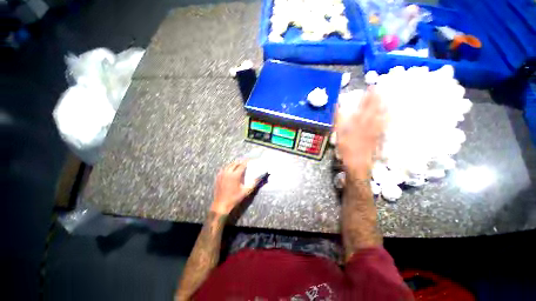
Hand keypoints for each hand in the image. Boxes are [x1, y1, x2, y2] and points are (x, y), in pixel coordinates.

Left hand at [211, 160, 257, 214]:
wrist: (221, 204)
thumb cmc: (234, 198)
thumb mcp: (245, 191)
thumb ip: (253, 183)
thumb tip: (259, 178)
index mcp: (235, 175)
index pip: (242, 165)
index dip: (246, 162)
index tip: (249, 160)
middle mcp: (228, 172)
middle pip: (235, 163)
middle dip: (240, 162)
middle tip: (245, 163)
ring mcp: (222, 174)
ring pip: (229, 165)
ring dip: (234, 164)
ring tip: (239, 165)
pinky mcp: (218, 177)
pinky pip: (224, 169)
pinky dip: (228, 167)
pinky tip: (231, 170)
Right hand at [335, 87, 385, 178]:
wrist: (357, 162)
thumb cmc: (345, 147)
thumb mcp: (339, 133)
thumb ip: (339, 118)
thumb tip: (338, 106)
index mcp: (358, 121)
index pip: (364, 106)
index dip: (368, 96)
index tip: (371, 87)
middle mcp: (369, 123)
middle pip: (374, 108)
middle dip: (377, 97)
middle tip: (380, 88)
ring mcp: (376, 129)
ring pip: (381, 114)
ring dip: (384, 105)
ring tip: (386, 97)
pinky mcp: (379, 136)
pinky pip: (385, 124)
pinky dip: (387, 117)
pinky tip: (389, 114)